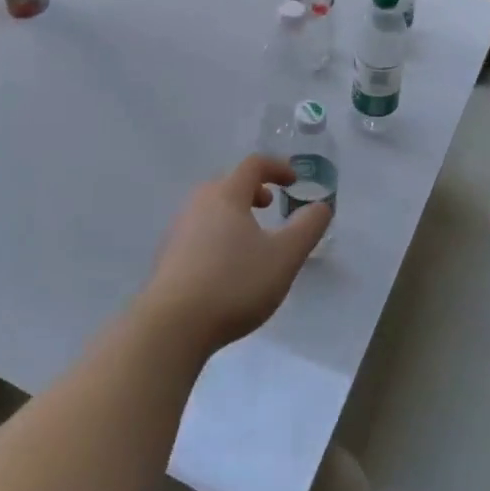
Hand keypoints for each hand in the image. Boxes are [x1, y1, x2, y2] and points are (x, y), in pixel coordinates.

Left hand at [141, 156, 332, 353]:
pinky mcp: (168, 256)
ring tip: (250, 238)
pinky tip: (225, 266)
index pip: (253, 165)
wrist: (172, 325)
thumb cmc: (234, 283)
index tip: (294, 182)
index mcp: (226, 195)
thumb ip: (307, 228)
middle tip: (270, 206)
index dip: (277, 167)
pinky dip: (217, 234)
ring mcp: (178, 230)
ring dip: (234, 213)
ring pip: (211, 208)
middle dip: (252, 190)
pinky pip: (198, 232)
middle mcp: (198, 204)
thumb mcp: (284, 257)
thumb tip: (321, 206)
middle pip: (227, 184)